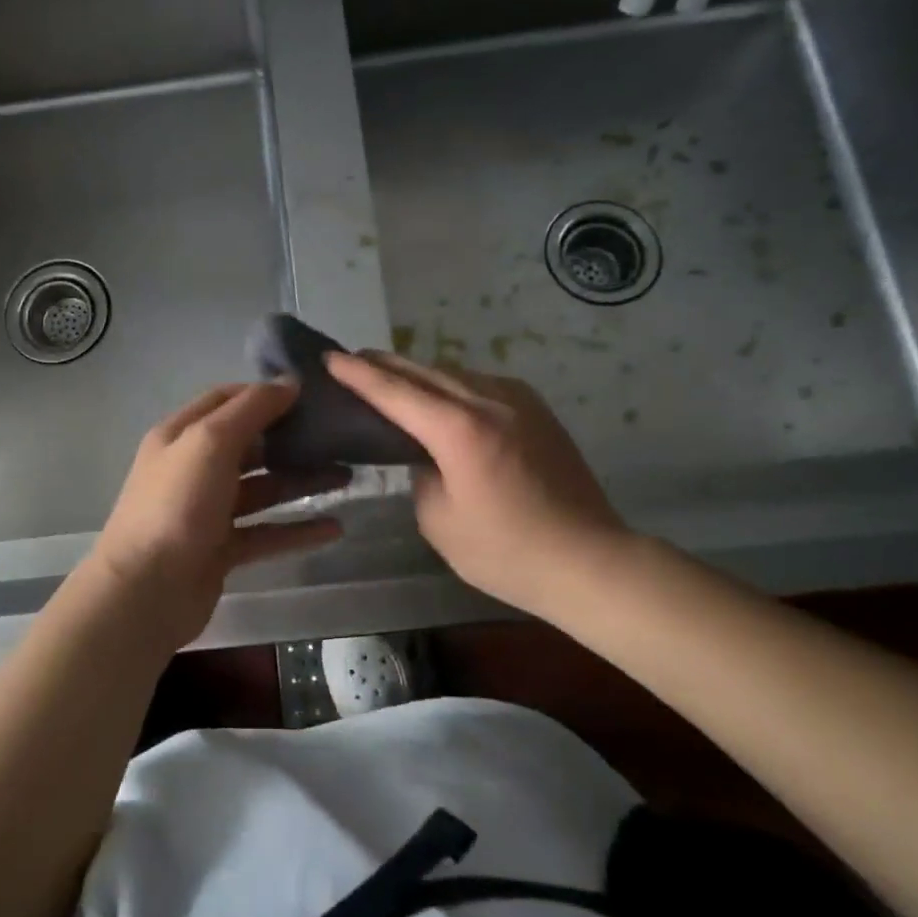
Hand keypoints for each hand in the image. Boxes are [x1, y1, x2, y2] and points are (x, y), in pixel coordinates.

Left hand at [82, 381, 346, 650]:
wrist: (146, 592)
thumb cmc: (176, 504)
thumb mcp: (210, 442)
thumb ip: (250, 409)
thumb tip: (289, 382)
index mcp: (181, 435)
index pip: (226, 400)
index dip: (264, 394)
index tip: (309, 394)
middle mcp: (193, 469)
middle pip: (249, 445)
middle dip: (291, 439)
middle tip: (338, 437)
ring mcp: (207, 512)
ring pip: (262, 489)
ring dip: (301, 482)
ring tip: (346, 477)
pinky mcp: (222, 550)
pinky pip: (266, 532)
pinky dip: (297, 530)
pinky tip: (334, 528)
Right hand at [326, 351, 633, 617]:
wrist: (588, 560)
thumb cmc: (506, 552)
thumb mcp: (440, 522)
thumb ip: (421, 476)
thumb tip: (425, 456)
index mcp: (459, 430)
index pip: (395, 392)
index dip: (358, 375)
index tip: (329, 357)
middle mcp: (488, 401)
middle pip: (424, 371)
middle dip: (384, 363)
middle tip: (352, 359)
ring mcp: (518, 400)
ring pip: (454, 373)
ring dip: (419, 373)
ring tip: (390, 376)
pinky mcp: (537, 409)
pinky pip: (480, 384)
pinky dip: (451, 384)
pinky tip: (440, 395)